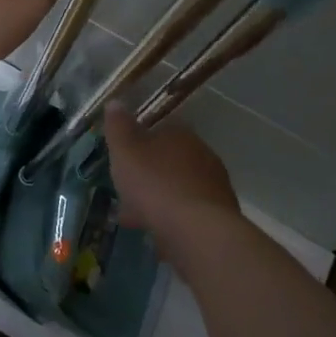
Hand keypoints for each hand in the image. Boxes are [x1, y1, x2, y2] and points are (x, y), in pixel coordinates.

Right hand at [104, 104, 238, 251]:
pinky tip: (157, 234)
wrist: (198, 232)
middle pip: (168, 160)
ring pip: (177, 187)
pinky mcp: (220, 215)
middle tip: (125, 192)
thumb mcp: (125, 151)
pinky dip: (172, 218)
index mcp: (179, 134)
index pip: (158, 130)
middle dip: (147, 175)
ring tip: (136, 219)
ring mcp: (214, 185)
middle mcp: (202, 153)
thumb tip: (115, 102)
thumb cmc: (155, 184)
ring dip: (158, 199)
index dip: (138, 145)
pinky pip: (188, 212)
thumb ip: (118, 127)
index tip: (122, 162)